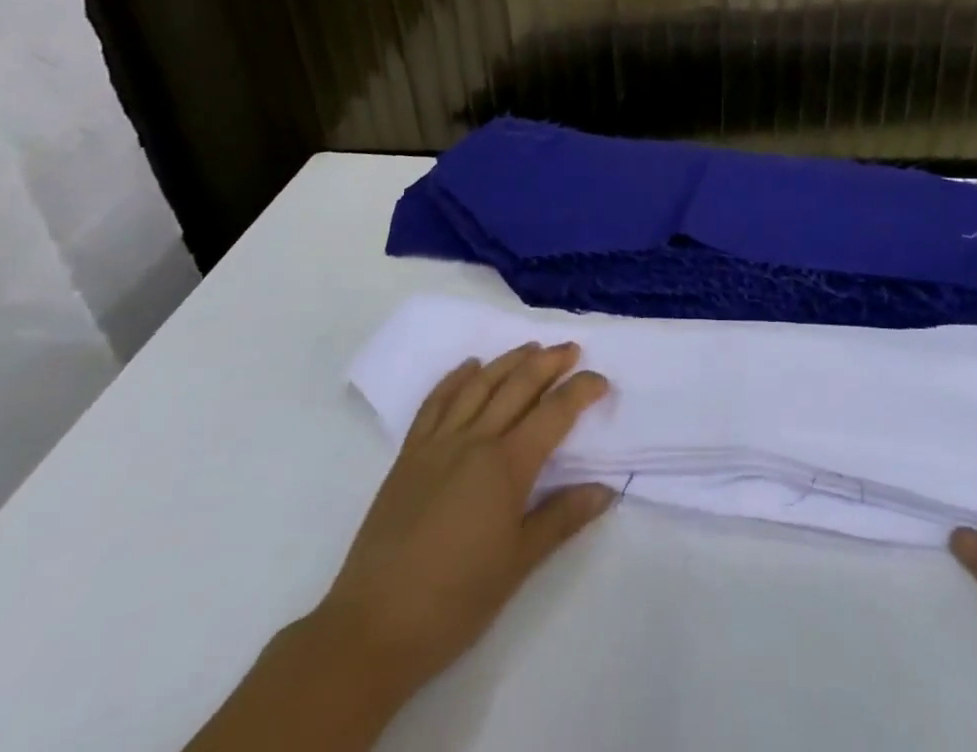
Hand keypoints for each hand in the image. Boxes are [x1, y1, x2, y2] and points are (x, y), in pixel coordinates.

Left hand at [319, 342, 614, 696]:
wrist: (372, 628)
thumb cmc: (455, 601)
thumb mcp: (519, 564)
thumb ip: (562, 518)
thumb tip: (605, 490)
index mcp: (506, 466)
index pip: (554, 413)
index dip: (581, 391)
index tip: (601, 381)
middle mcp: (475, 441)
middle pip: (518, 386)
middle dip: (549, 363)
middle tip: (571, 349)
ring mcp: (437, 444)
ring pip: (479, 385)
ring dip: (508, 361)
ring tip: (532, 348)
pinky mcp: (409, 456)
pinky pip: (435, 403)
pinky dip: (455, 379)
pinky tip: (469, 367)